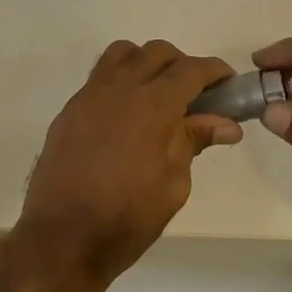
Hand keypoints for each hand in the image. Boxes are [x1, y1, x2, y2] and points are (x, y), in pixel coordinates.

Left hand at [17, 40, 241, 288]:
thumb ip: (193, 143)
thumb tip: (226, 124)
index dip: (215, 71)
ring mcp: (88, 97)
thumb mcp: (173, 185)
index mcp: (152, 106)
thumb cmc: (127, 219)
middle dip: (182, 65)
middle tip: (194, 95)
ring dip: (146, 64)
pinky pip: (98, 79)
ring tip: (156, 96)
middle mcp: (118, 90)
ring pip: (121, 55)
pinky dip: (119, 83)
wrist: (62, 239)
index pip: (191, 70)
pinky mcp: (68, 112)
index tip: (228, 84)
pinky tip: (126, 117)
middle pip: (156, 52)